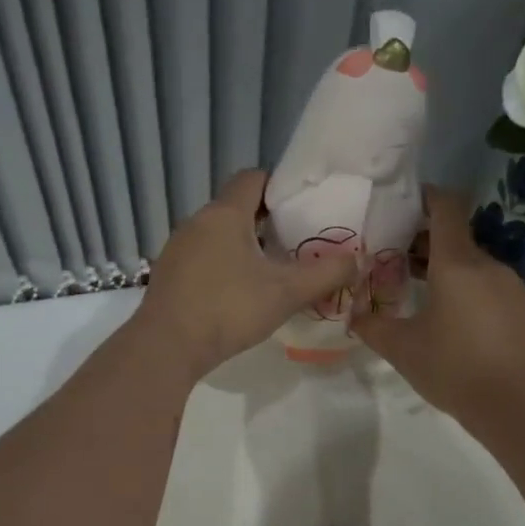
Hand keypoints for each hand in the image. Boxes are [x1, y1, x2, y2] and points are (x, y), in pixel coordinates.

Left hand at [133, 169, 357, 378]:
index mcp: (225, 213)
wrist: (167, 347)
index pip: (254, 178)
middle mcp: (197, 221)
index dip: (280, 187)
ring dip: (244, 245)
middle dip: (267, 221)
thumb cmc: (229, 309)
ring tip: (271, 271)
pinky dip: (223, 265)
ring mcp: (177, 248)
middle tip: (296, 243)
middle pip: (236, 207)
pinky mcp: (168, 274)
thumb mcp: (286, 293)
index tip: (303, 208)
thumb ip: (326, 274)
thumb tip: (357, 260)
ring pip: (218, 234)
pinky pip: (202, 257)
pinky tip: (238, 293)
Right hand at [351, 186, 524, 428]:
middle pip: (455, 238)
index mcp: (457, 264)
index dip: (425, 197)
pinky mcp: (524, 310)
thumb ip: (373, 326)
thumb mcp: (402, 349)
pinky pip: (489, 287)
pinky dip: (467, 291)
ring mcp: (512, 287)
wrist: (521, 407)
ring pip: (472, 265)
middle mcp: (488, 266)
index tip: (401, 203)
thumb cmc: (455, 369)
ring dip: (445, 270)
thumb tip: (354, 315)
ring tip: (418, 293)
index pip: (445, 207)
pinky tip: (452, 322)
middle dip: (424, 242)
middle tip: (393, 258)